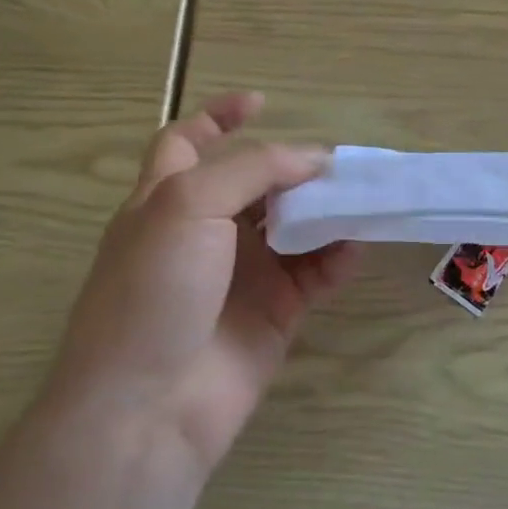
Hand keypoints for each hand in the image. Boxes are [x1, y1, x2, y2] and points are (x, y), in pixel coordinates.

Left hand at [50, 92, 358, 473]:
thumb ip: (252, 169)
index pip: (188, 142)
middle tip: (336, 164)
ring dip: (324, 211)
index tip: (261, 102)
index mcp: (168, 199)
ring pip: (293, 227)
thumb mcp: (187, 205)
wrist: (148, 405)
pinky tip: (355, 246)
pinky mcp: (274, 313)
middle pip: (256, 184)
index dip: (218, 117)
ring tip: (359, 198)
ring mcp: (242, 274)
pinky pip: (315, 275)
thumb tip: (312, 158)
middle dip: (293, 168)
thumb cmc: (153, 290)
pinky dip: (337, 258)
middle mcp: (205, 231)